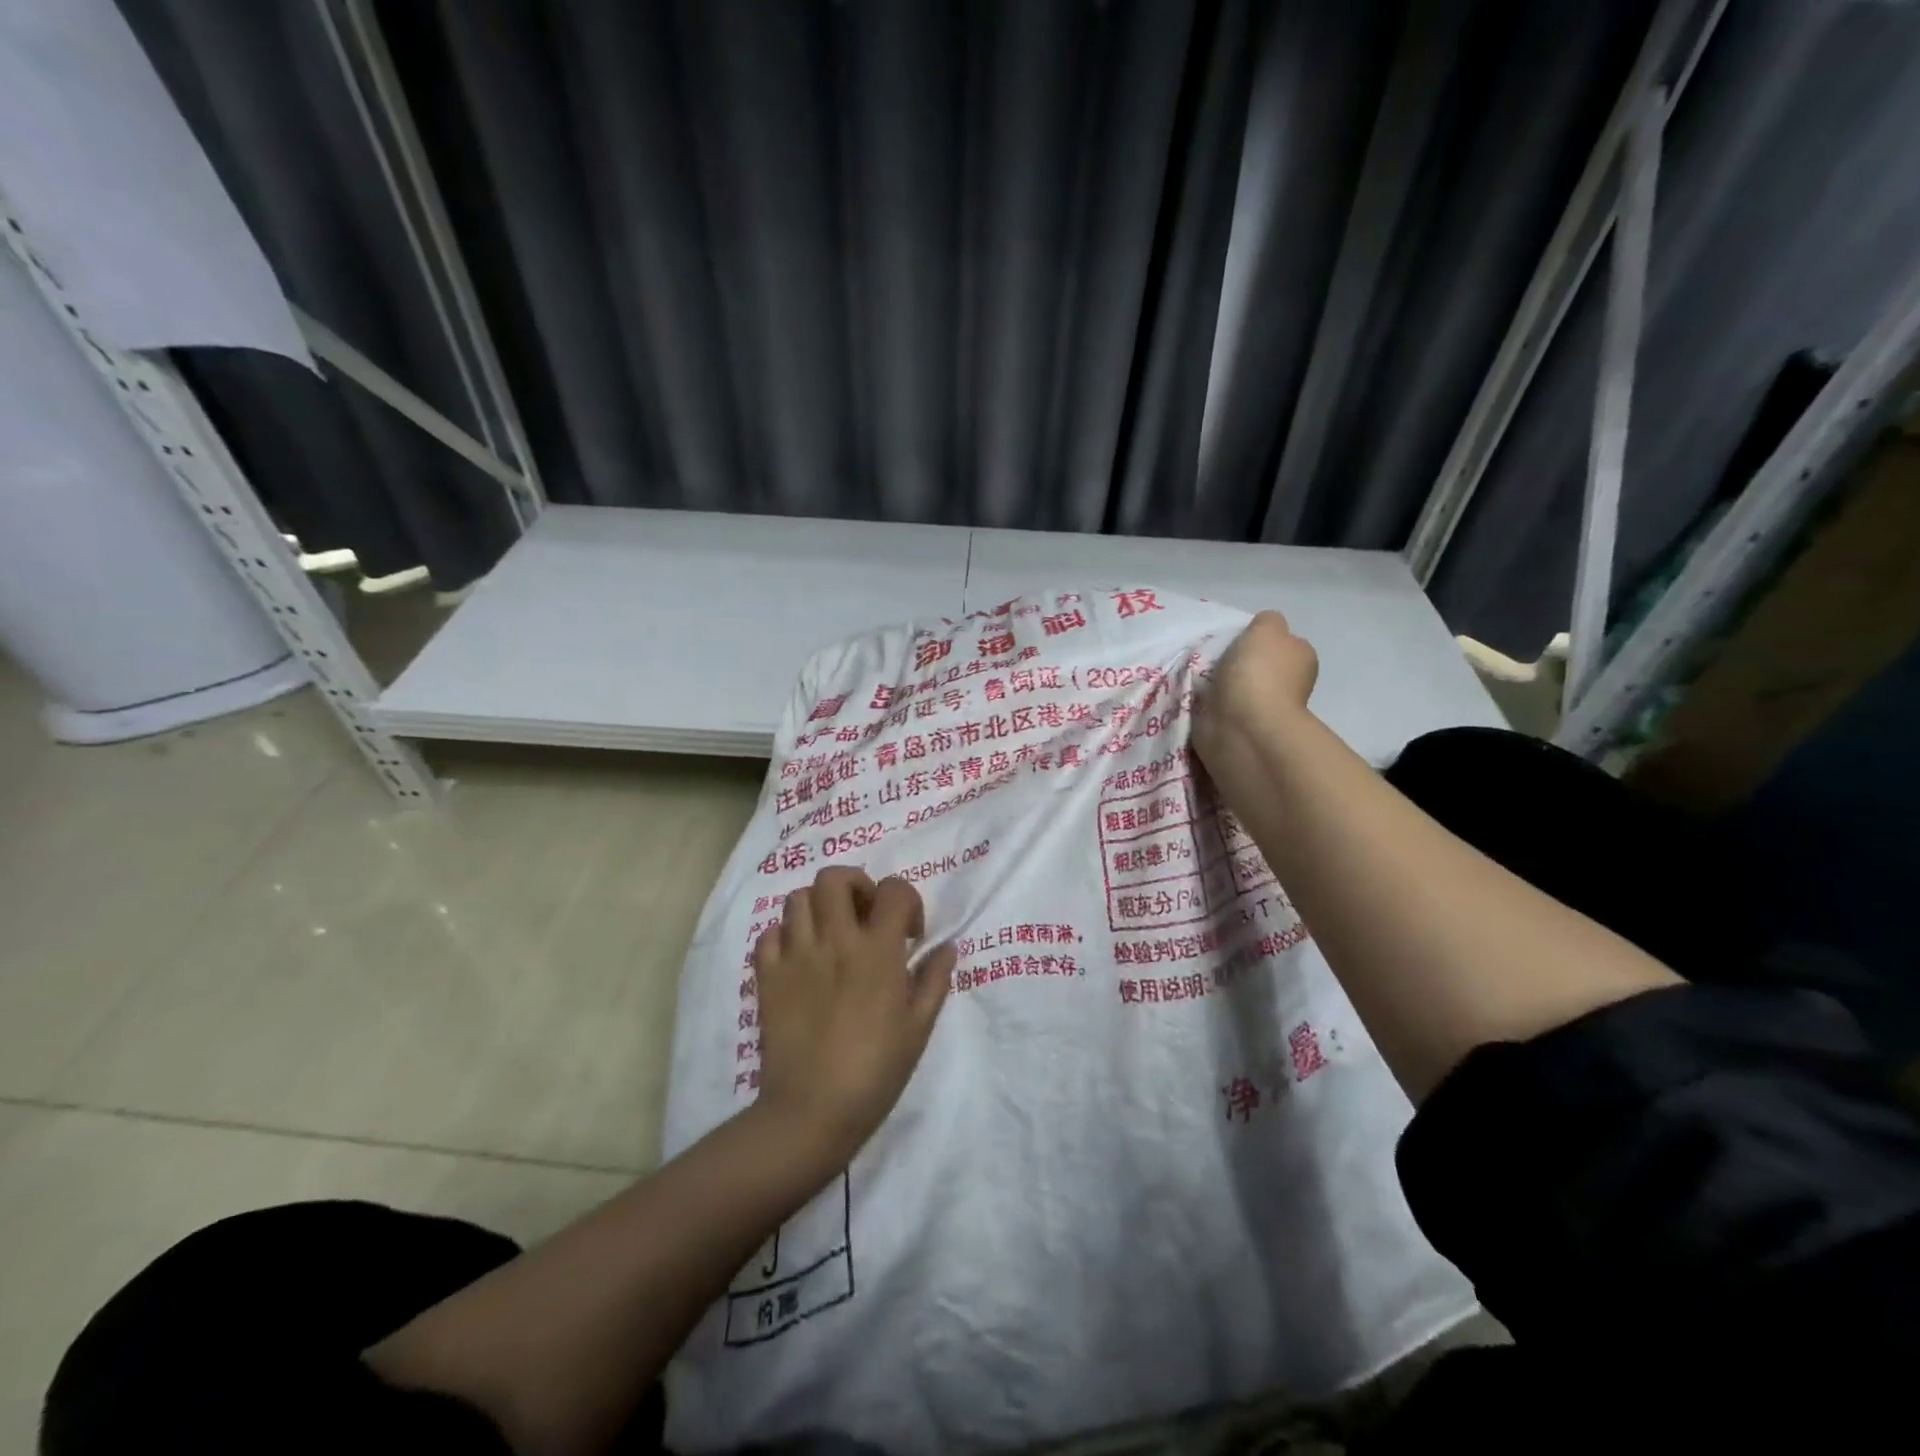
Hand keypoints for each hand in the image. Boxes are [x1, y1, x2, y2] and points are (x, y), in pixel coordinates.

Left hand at [751, 868, 955, 1163]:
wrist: (812, 1112)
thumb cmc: (876, 1071)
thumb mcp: (919, 1027)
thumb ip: (934, 980)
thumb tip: (946, 947)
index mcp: (878, 950)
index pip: (894, 890)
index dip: (907, 901)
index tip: (909, 934)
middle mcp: (835, 940)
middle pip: (835, 877)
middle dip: (855, 886)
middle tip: (864, 916)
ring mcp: (795, 955)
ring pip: (798, 898)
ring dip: (819, 907)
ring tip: (831, 934)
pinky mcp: (767, 976)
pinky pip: (769, 934)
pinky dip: (784, 936)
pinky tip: (799, 959)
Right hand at [1194, 611, 1317, 746]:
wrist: (1243, 727)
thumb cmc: (1258, 673)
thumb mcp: (1266, 628)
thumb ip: (1267, 621)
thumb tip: (1263, 630)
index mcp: (1301, 657)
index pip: (1282, 642)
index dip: (1259, 640)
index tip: (1236, 642)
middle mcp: (1291, 684)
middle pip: (1260, 667)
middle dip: (1239, 666)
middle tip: (1213, 662)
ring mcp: (1266, 710)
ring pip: (1240, 690)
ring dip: (1223, 688)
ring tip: (1201, 683)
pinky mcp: (1242, 731)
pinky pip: (1224, 711)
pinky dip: (1213, 708)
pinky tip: (1200, 703)